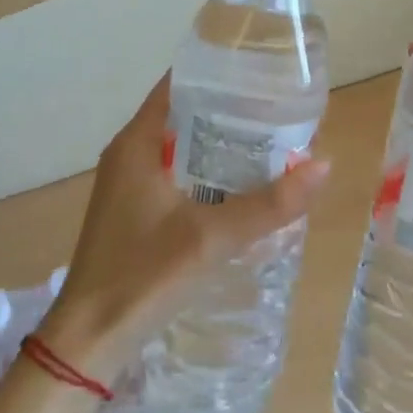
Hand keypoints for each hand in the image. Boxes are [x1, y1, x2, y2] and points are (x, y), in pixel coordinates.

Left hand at [37, 74, 330, 382]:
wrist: (88, 340)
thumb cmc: (143, 276)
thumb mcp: (211, 237)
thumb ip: (269, 204)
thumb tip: (324, 164)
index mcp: (137, 142)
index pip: (178, 85)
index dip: (217, 74)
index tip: (261, 72)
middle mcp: (130, 153)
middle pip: (184, 114)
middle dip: (228, 110)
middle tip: (278, 110)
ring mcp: (129, 183)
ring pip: (181, 146)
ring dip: (219, 143)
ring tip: (270, 141)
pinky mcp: (134, 209)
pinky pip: (176, 173)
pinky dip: (207, 171)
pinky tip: (241, 185)